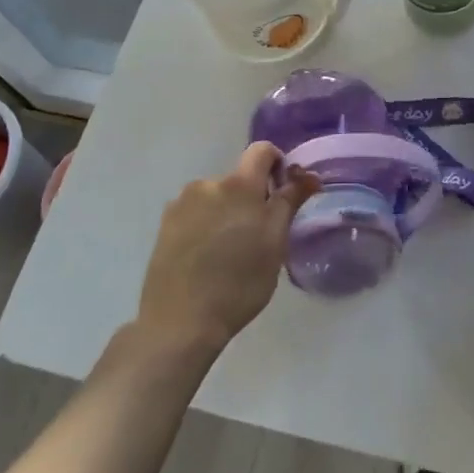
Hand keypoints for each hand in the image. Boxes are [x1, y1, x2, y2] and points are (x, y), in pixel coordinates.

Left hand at [136, 144, 318, 352]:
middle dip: (253, 199)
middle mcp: (206, 184)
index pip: (262, 151)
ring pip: (217, 198)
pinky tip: (208, 258)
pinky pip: (196, 214)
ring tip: (231, 252)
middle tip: (260, 238)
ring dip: (229, 213)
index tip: (283, 194)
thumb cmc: (239, 283)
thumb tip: (308, 175)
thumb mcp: (275, 244)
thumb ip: (289, 202)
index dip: (278, 164)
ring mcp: (181, 205)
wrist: (180, 321)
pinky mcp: (165, 226)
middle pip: (239, 179)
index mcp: (237, 185)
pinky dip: (208, 226)